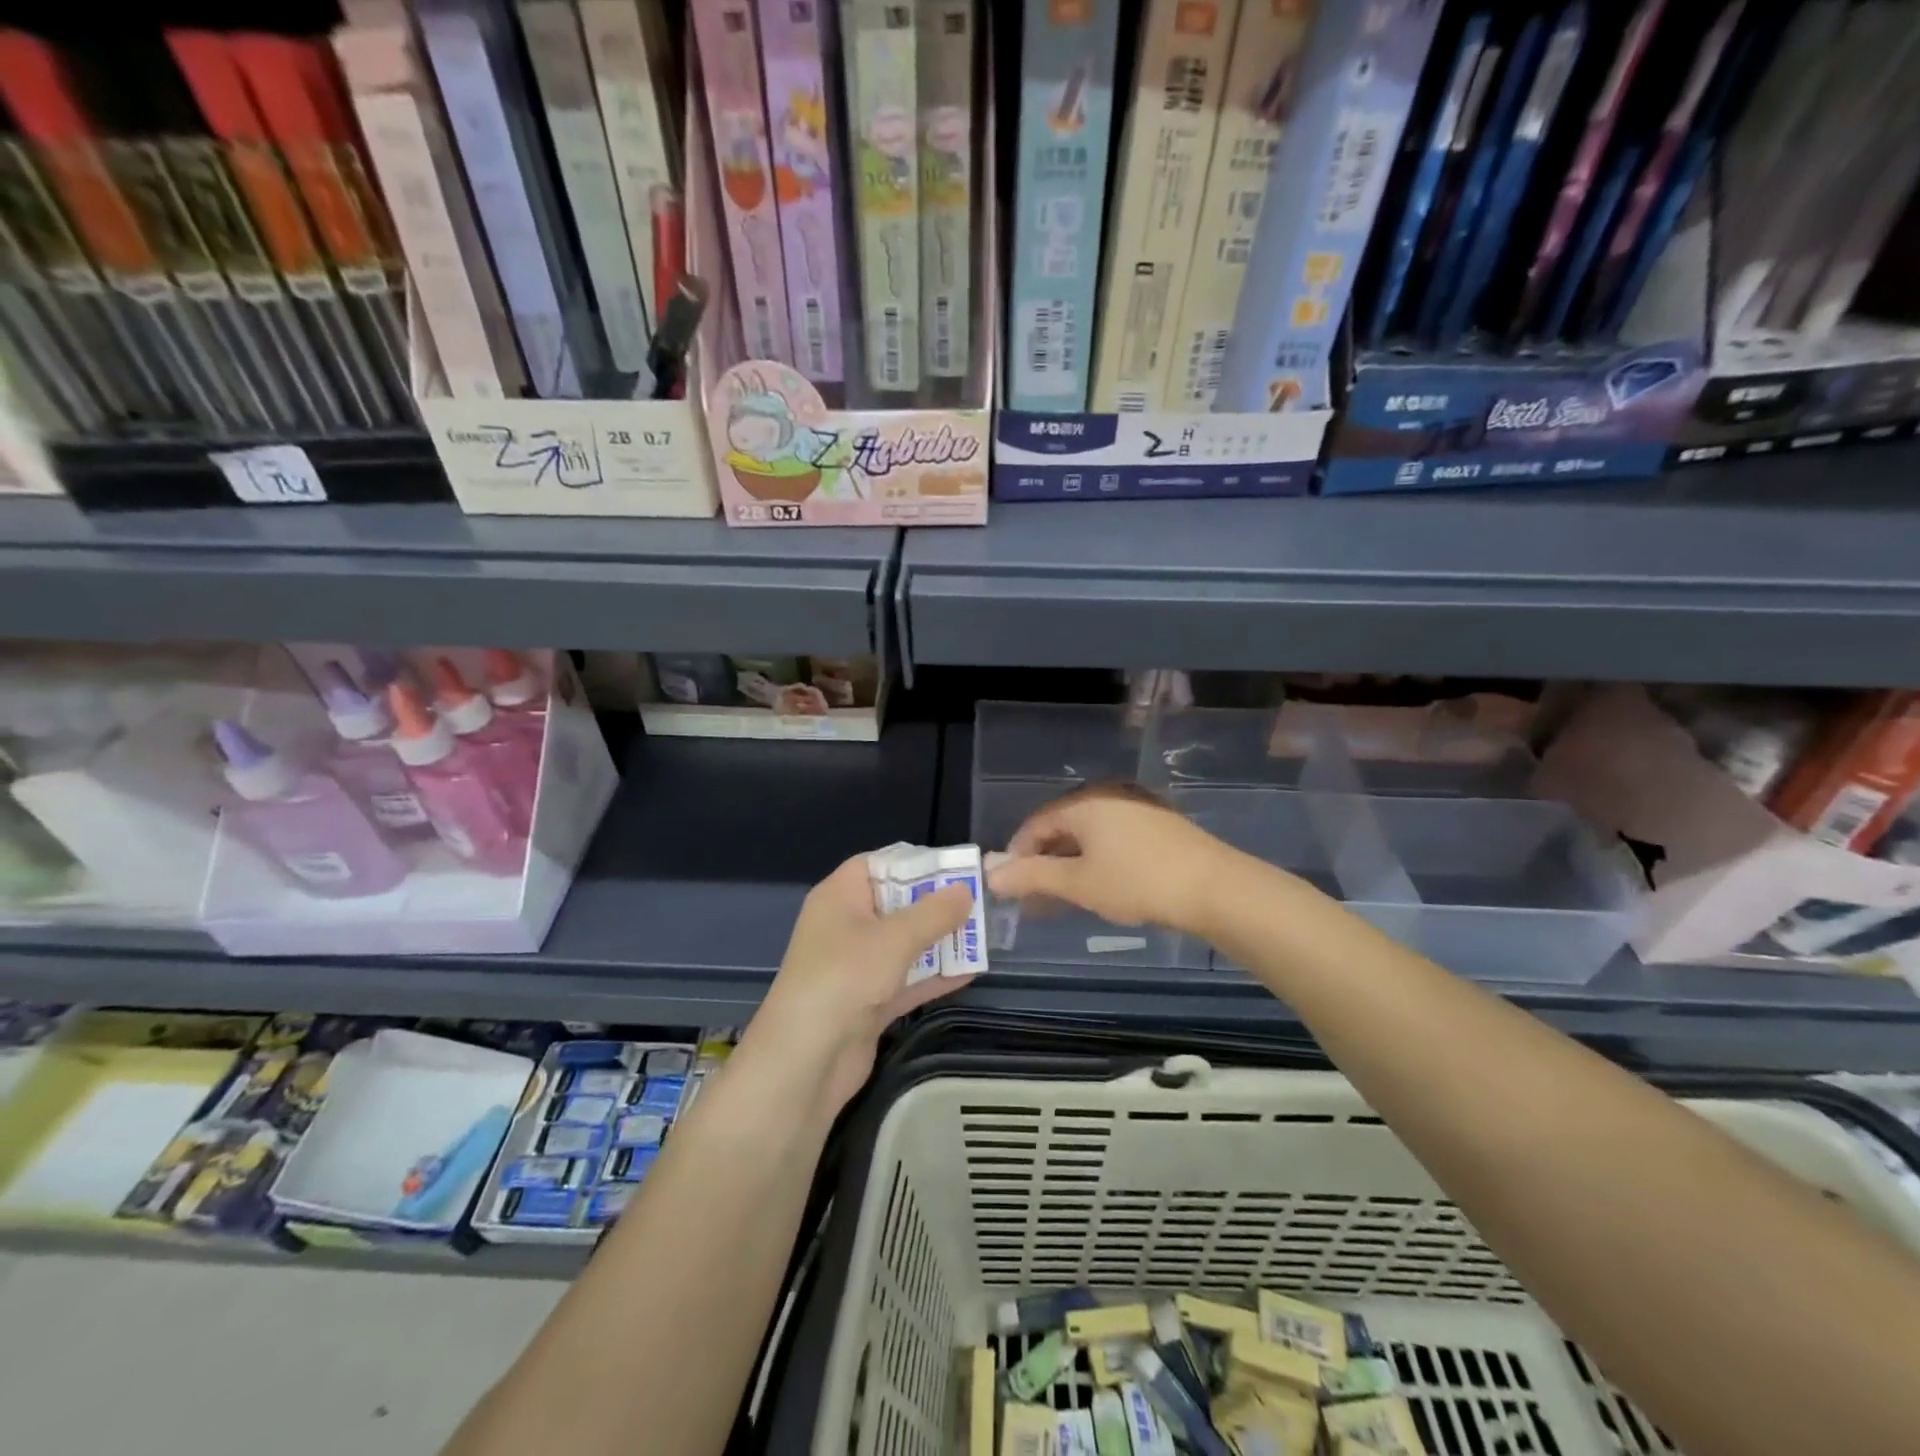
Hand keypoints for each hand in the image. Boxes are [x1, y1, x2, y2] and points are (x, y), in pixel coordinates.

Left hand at [749, 854, 973, 1115]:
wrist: (804, 1061)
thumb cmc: (844, 979)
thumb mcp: (894, 939)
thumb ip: (933, 914)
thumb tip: (966, 890)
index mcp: (839, 897)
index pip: (877, 865)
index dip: (914, 863)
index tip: (954, 868)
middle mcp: (845, 926)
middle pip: (895, 904)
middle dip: (935, 904)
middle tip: (979, 902)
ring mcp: (855, 967)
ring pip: (903, 944)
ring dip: (939, 941)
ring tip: (983, 935)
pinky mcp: (866, 1003)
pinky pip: (905, 980)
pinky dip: (932, 977)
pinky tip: (970, 973)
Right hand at [985, 783, 1235, 934]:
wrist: (1215, 888)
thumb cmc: (1137, 882)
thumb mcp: (1078, 883)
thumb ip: (1032, 876)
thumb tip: (990, 873)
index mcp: (1085, 803)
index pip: (1036, 823)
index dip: (1018, 853)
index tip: (1009, 885)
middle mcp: (1108, 796)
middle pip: (1063, 826)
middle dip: (1043, 860)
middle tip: (1032, 895)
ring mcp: (1137, 808)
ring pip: (1089, 834)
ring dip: (1069, 863)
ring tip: (1063, 895)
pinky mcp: (1158, 825)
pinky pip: (1112, 838)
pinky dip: (1096, 860)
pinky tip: (1099, 885)